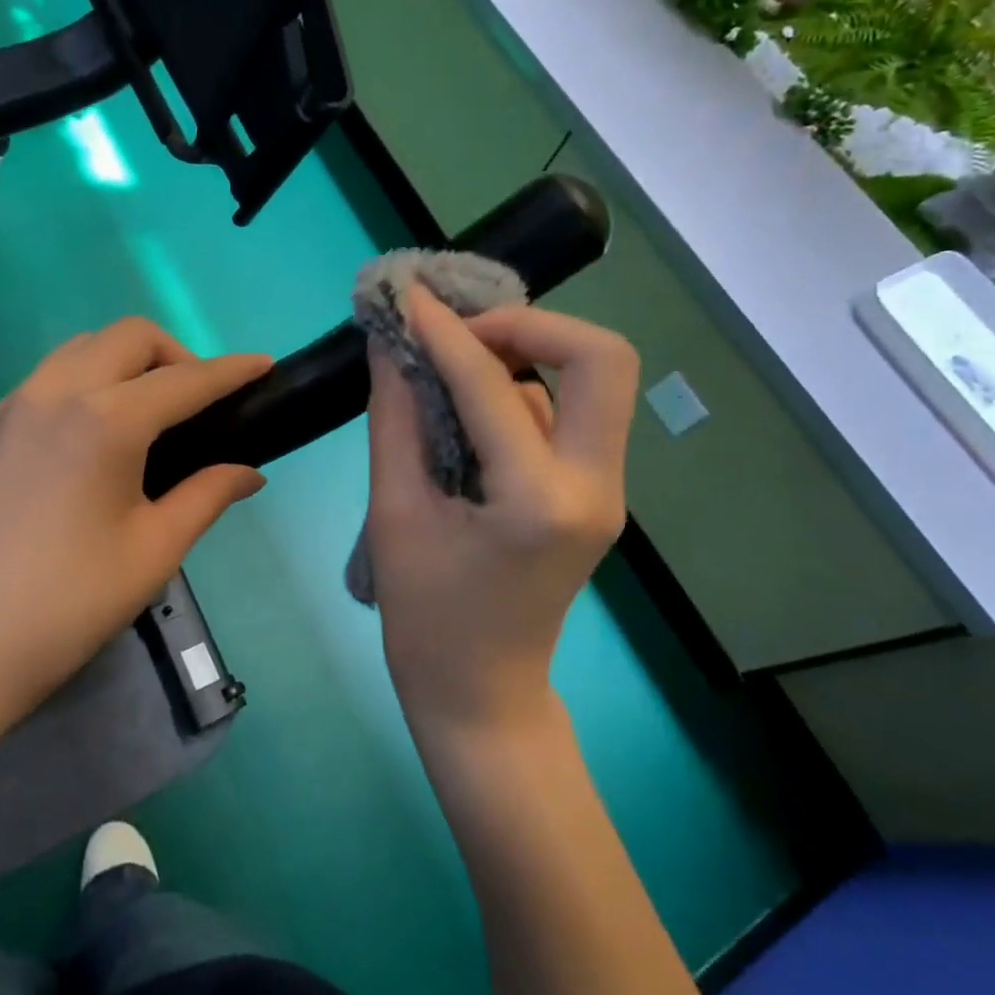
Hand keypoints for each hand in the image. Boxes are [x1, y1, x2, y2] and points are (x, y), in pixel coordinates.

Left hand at [0, 319, 270, 750]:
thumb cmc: (66, 605)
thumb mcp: (153, 551)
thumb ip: (207, 496)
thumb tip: (248, 472)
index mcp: (105, 420)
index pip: (186, 380)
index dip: (232, 370)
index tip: (264, 365)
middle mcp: (56, 393)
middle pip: (129, 338)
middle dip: (177, 354)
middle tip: (201, 403)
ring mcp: (13, 407)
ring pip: (83, 348)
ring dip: (128, 361)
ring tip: (151, 414)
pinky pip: (49, 377)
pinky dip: (89, 380)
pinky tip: (97, 435)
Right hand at [367, 289, 638, 737]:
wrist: (481, 696)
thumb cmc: (426, 619)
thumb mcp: (394, 514)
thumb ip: (395, 419)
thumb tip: (388, 344)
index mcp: (538, 500)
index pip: (492, 386)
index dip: (444, 333)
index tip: (408, 297)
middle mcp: (594, 486)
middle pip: (600, 359)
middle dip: (529, 326)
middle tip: (461, 331)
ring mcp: (605, 491)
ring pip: (587, 384)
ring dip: (524, 357)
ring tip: (453, 364)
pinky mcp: (595, 494)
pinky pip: (570, 416)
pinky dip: (524, 393)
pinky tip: (472, 410)